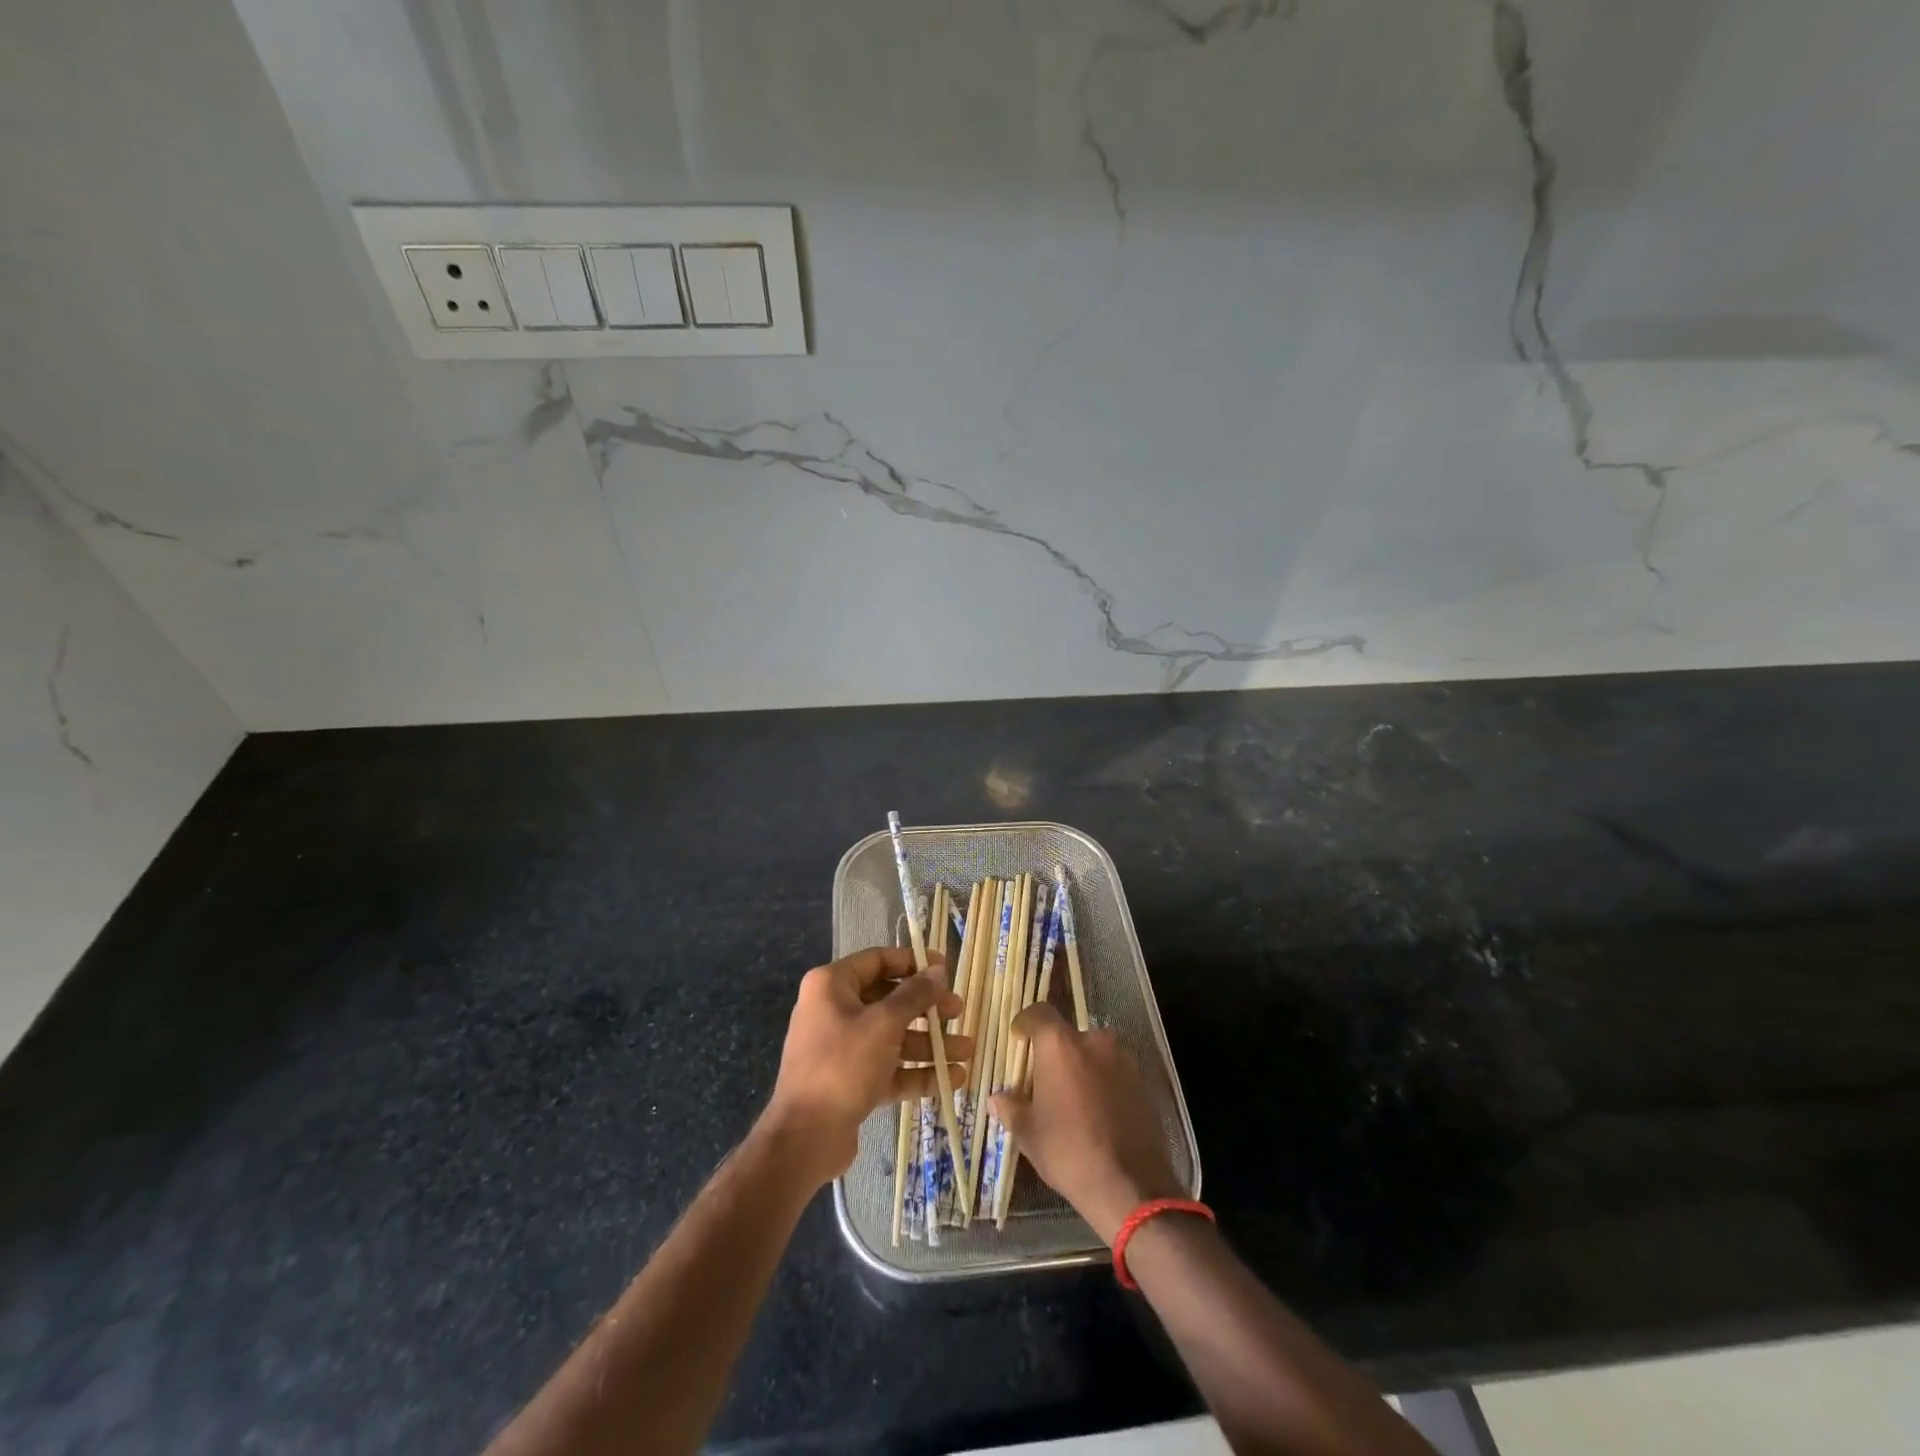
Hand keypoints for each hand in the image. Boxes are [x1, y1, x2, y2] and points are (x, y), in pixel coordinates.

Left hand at [764, 946, 971, 1184]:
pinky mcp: (851, 1081)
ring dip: (930, 1044)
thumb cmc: (842, 1065)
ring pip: (893, 1037)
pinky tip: (951, 1079)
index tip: (945, 969)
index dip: (913, 962)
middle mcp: (834, 1010)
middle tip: (958, 1012)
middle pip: (889, 1000)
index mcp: (831, 985)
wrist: (804, 1138)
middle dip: (927, 1008)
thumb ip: (914, 995)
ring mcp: (842, 1048)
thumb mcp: (884, 1024)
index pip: (878, 960)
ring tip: (967, 1051)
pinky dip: (917, 1072)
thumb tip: (937, 971)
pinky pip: (888, 1068)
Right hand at [990, 1004, 1183, 1242]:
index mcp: (1060, 1045)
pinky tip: (1097, 1113)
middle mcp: (1093, 1041)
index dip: (1026, 1023)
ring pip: (1093, 1053)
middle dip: (1055, 1053)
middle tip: (1045, 1080)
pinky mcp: (1142, 1081)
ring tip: (1072, 1100)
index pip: (1039, 1012)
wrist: (1131, 1186)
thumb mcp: (1029, 1134)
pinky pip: (1113, 1072)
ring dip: (1081, 1067)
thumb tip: (997, 1099)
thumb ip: (1011, 1108)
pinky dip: (1102, 1083)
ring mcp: (1122, 1060)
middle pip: (1068, 1036)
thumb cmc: (1069, 1152)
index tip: (1018, 1039)